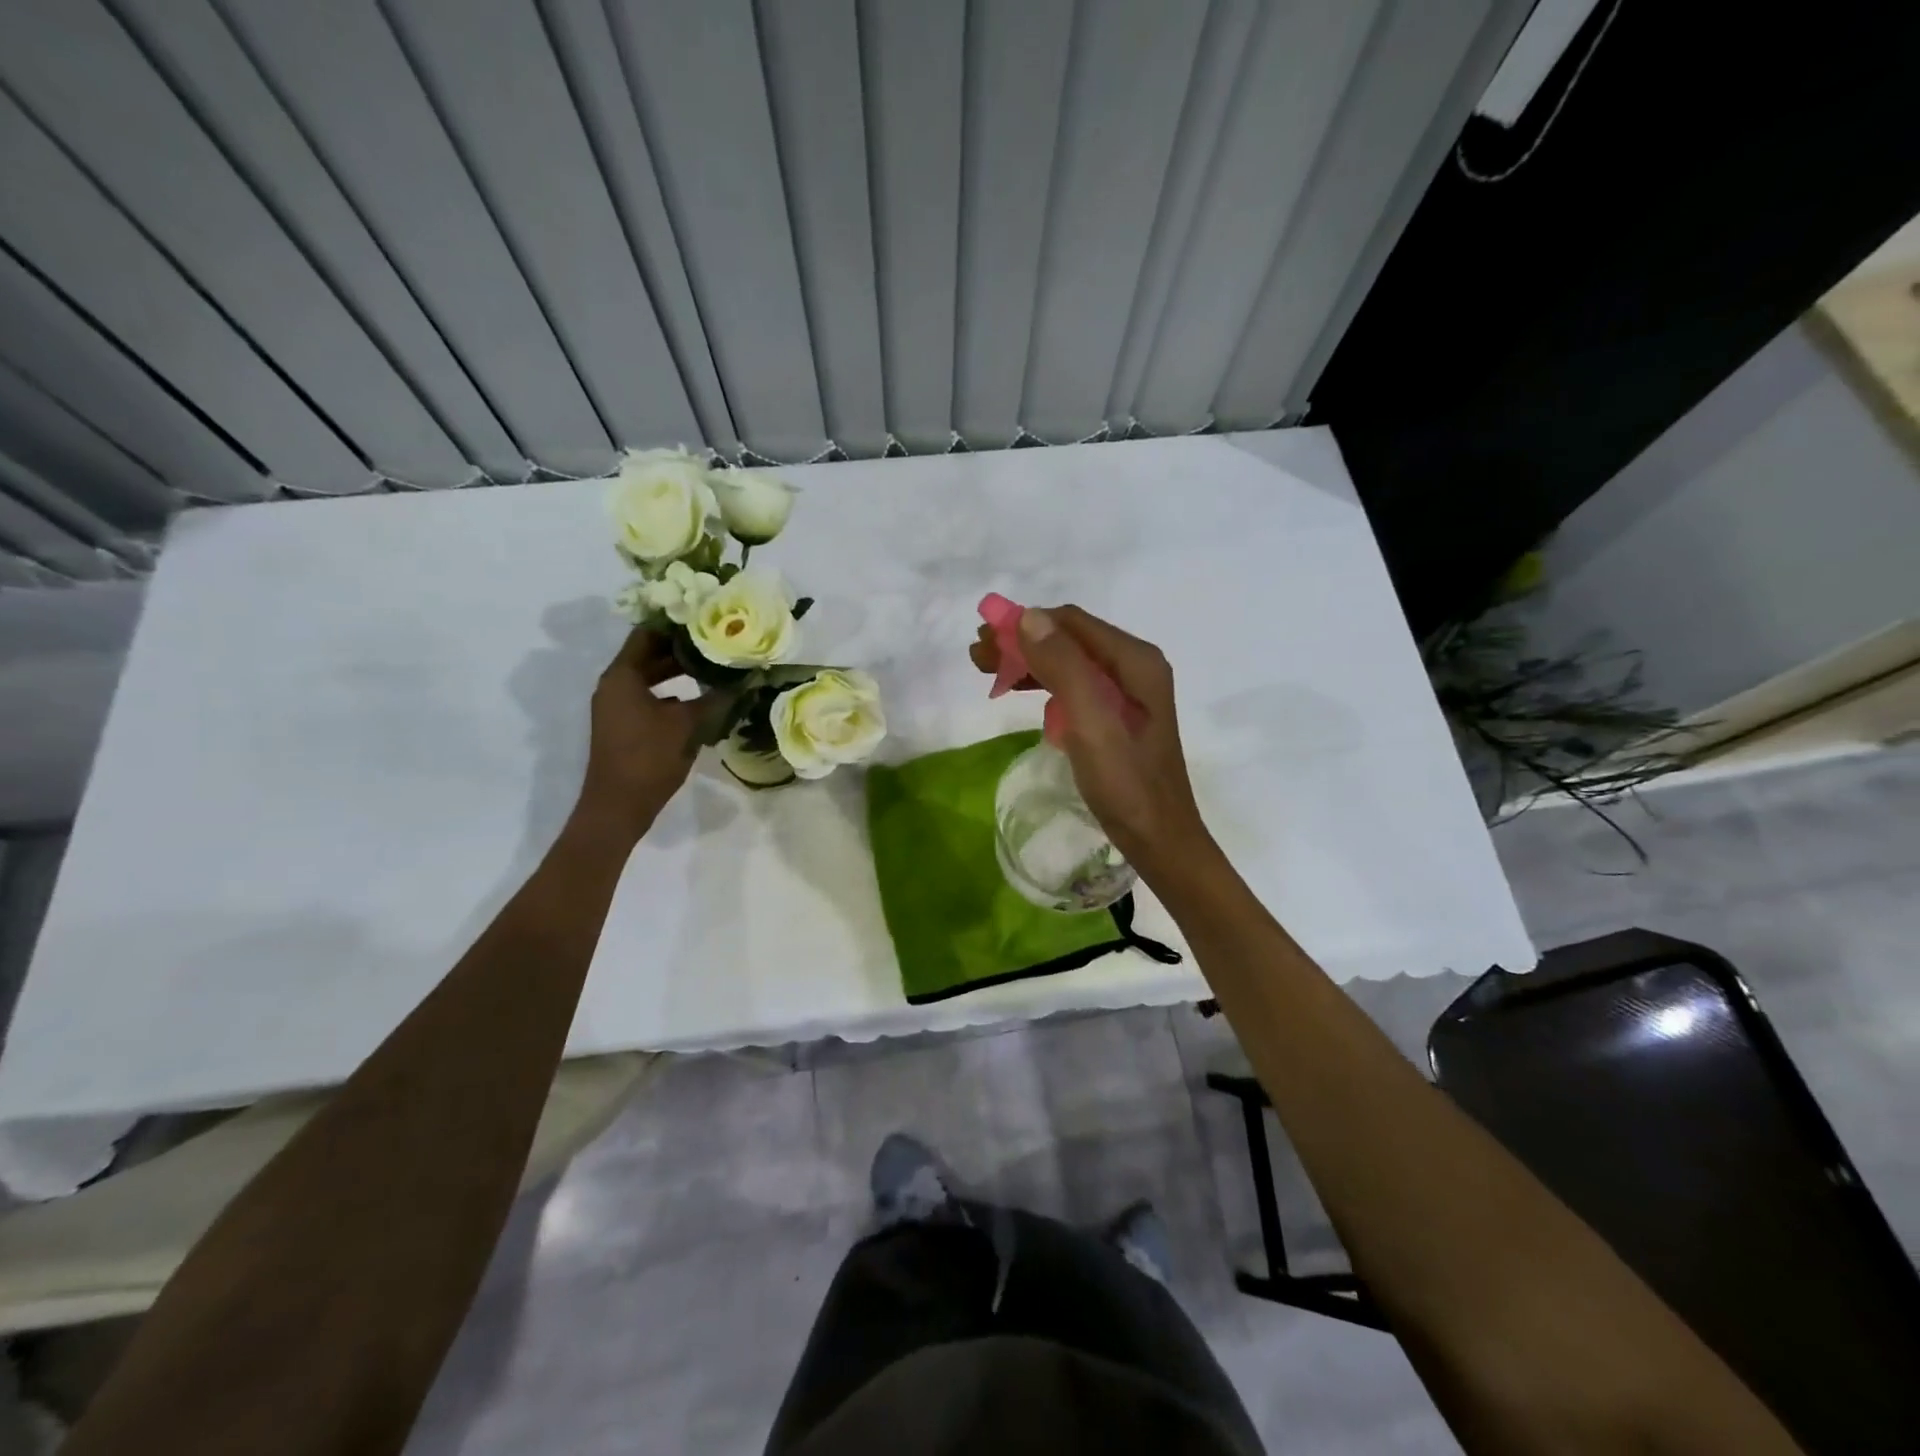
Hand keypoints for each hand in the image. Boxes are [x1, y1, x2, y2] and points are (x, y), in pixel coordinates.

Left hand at [575, 630, 706, 840]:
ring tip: (715, 665)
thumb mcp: (687, 724)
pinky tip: (702, 697)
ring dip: (680, 671)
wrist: (618, 807)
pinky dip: (674, 693)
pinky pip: (651, 697)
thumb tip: (746, 679)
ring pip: (652, 677)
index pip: (647, 633)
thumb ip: (716, 698)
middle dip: (682, 647)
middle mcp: (616, 685)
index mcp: (622, 676)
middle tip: (718, 640)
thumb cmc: (648, 757)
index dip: (675, 623)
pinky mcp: (626, 725)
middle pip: (649, 654)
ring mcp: (618, 706)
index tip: (705, 616)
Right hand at [975, 605, 1211, 875]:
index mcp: (1135, 661)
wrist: (1158, 840)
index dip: (1024, 624)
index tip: (983, 641)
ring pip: (1068, 661)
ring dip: (1028, 662)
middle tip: (977, 658)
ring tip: (988, 673)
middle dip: (1021, 642)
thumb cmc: (1125, 784)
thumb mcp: (1091, 723)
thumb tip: (1027, 617)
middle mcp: (1133, 666)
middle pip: (1068, 639)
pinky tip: (1019, 692)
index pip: (1071, 622)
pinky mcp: (1116, 714)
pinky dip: (1042, 683)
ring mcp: (1126, 691)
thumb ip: (1063, 667)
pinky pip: (1073, 685)